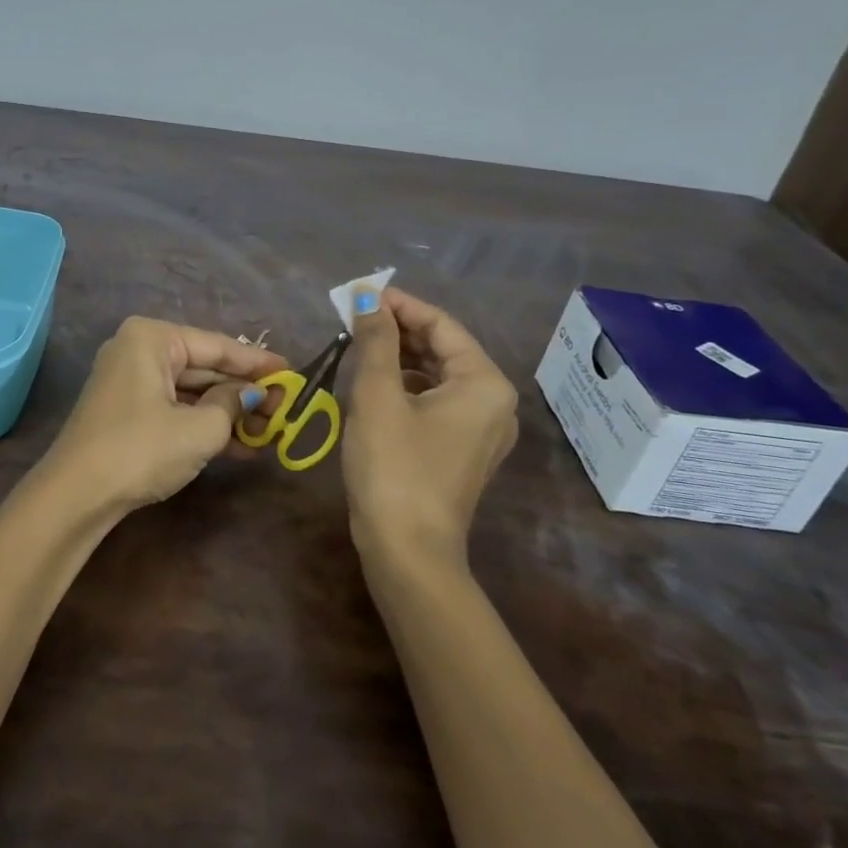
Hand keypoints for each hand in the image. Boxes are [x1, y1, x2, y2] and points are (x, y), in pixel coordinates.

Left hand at [46, 317, 285, 510]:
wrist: (76, 495)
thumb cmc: (141, 449)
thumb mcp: (199, 428)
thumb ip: (233, 405)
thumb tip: (251, 395)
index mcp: (152, 338)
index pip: (217, 346)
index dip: (257, 363)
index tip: (292, 373)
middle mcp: (138, 350)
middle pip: (203, 367)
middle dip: (244, 391)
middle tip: (285, 408)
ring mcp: (129, 381)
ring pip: (190, 391)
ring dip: (228, 412)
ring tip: (270, 431)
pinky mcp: (126, 410)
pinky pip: (174, 407)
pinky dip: (204, 424)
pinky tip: (240, 445)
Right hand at [343, 287, 518, 563]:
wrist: (407, 552)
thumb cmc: (394, 466)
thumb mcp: (378, 395)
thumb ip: (375, 339)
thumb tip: (368, 295)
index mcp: (484, 382)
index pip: (441, 324)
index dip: (399, 304)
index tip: (359, 294)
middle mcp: (493, 401)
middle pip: (443, 348)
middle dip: (398, 330)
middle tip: (353, 317)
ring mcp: (481, 429)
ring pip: (438, 374)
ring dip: (400, 356)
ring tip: (359, 345)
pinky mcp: (463, 450)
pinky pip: (437, 400)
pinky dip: (407, 385)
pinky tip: (375, 383)